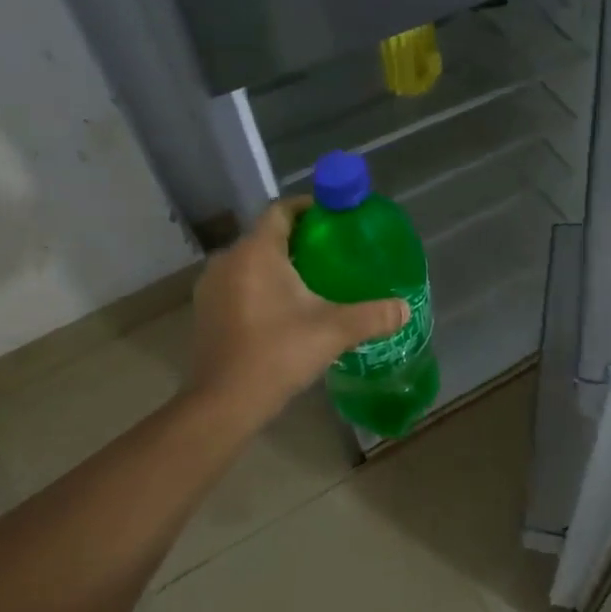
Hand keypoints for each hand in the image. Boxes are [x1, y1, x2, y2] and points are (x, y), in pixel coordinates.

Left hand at [185, 198, 408, 428]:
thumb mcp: (334, 331)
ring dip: (279, 263)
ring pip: (251, 260)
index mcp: (256, 252)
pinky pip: (239, 281)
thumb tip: (405, 308)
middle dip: (300, 238)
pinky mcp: (205, 310)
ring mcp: (211, 286)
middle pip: (267, 234)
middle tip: (334, 250)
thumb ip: (373, 315)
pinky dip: (261, 283)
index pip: (281, 210)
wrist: (222, 404)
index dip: (309, 207)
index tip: (335, 216)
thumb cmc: (277, 354)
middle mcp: (228, 260)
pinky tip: (285, 306)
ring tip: (314, 277)